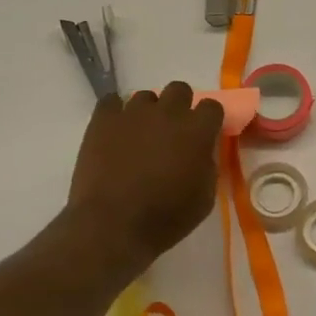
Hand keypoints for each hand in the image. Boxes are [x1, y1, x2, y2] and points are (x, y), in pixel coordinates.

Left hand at [61, 82, 223, 280]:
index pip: (212, 106)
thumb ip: (208, 165)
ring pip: (145, 96)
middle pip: (180, 90)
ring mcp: (133, 113)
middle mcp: (168, 113)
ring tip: (140, 136)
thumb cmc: (166, 217)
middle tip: (173, 132)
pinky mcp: (102, 120)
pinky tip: (115, 132)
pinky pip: (111, 101)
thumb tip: (202, 152)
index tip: (204, 135)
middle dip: (180, 106)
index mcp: (198, 131)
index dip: (209, 120)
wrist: (113, 226)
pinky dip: (116, 112)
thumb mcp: (205, 197)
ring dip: (148, 112)